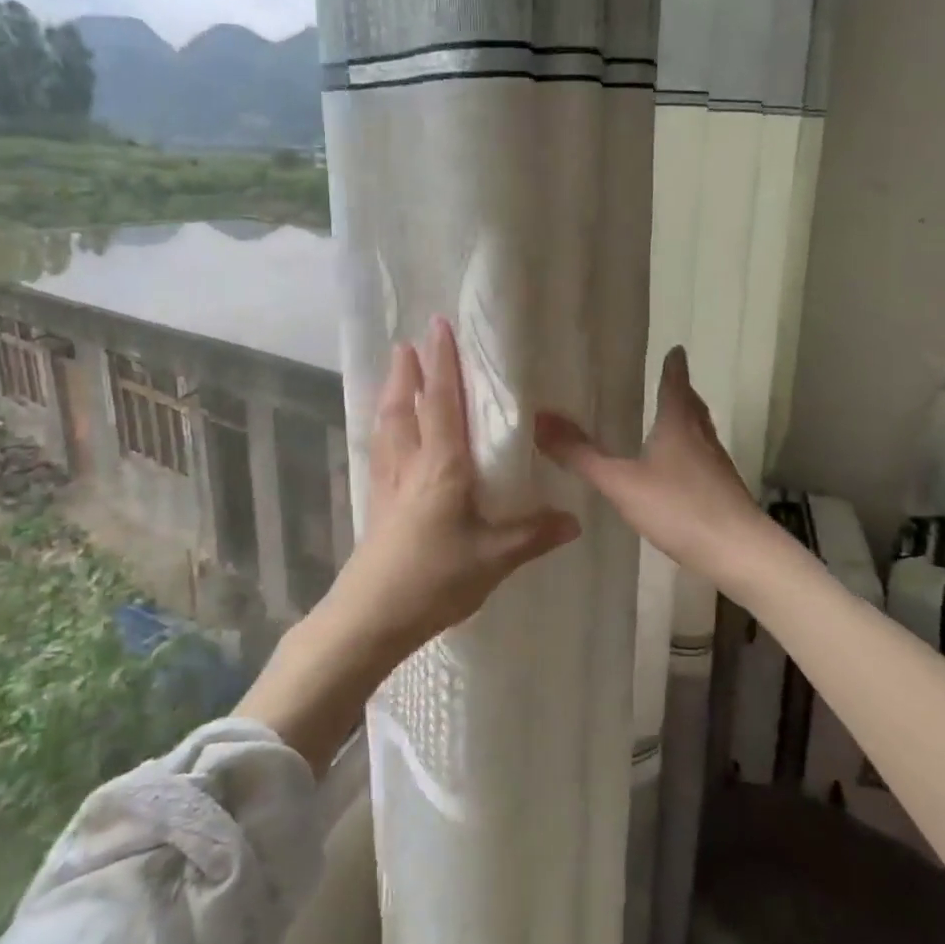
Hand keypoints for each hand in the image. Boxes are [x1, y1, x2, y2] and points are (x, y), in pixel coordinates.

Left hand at [239, 318, 579, 773]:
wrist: (370, 617)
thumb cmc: (434, 580)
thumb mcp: (492, 559)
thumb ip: (532, 535)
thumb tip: (574, 520)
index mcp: (441, 468)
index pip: (442, 403)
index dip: (442, 363)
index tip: (438, 326)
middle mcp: (410, 465)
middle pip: (405, 407)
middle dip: (407, 372)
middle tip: (409, 342)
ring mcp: (389, 484)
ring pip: (388, 427)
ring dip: (392, 395)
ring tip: (396, 374)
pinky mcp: (378, 505)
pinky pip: (382, 451)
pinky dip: (386, 429)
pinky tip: (389, 436)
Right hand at [536, 347, 766, 583]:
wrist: (737, 551)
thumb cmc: (679, 507)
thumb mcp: (621, 482)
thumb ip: (581, 455)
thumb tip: (540, 419)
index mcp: (679, 425)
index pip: (676, 384)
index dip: (674, 366)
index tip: (675, 349)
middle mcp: (702, 438)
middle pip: (693, 406)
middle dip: (681, 391)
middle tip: (670, 380)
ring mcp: (716, 466)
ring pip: (700, 433)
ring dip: (686, 421)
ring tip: (670, 421)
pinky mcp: (723, 492)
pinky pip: (703, 460)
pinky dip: (689, 453)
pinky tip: (677, 471)